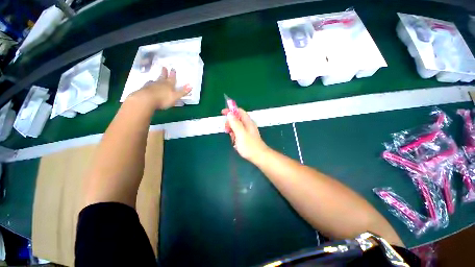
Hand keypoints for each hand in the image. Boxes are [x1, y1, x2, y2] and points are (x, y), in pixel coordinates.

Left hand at [129, 67, 191, 109]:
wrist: (146, 100)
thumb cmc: (163, 99)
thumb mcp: (175, 96)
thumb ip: (183, 92)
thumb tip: (191, 85)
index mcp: (168, 85)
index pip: (172, 79)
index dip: (173, 74)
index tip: (173, 69)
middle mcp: (160, 83)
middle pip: (163, 77)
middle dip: (164, 73)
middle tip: (164, 67)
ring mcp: (151, 86)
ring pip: (155, 81)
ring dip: (156, 79)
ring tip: (155, 77)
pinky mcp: (145, 90)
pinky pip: (148, 85)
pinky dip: (149, 84)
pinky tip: (148, 85)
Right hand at [222, 108, 268, 162]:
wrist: (258, 156)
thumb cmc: (249, 145)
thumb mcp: (240, 133)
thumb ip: (235, 123)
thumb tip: (229, 114)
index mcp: (247, 122)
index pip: (239, 111)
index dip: (231, 111)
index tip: (223, 113)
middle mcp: (248, 125)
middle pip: (237, 119)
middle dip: (230, 122)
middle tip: (227, 129)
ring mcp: (247, 131)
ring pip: (236, 126)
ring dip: (232, 130)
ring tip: (232, 138)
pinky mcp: (246, 137)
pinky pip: (238, 133)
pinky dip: (234, 135)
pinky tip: (235, 142)